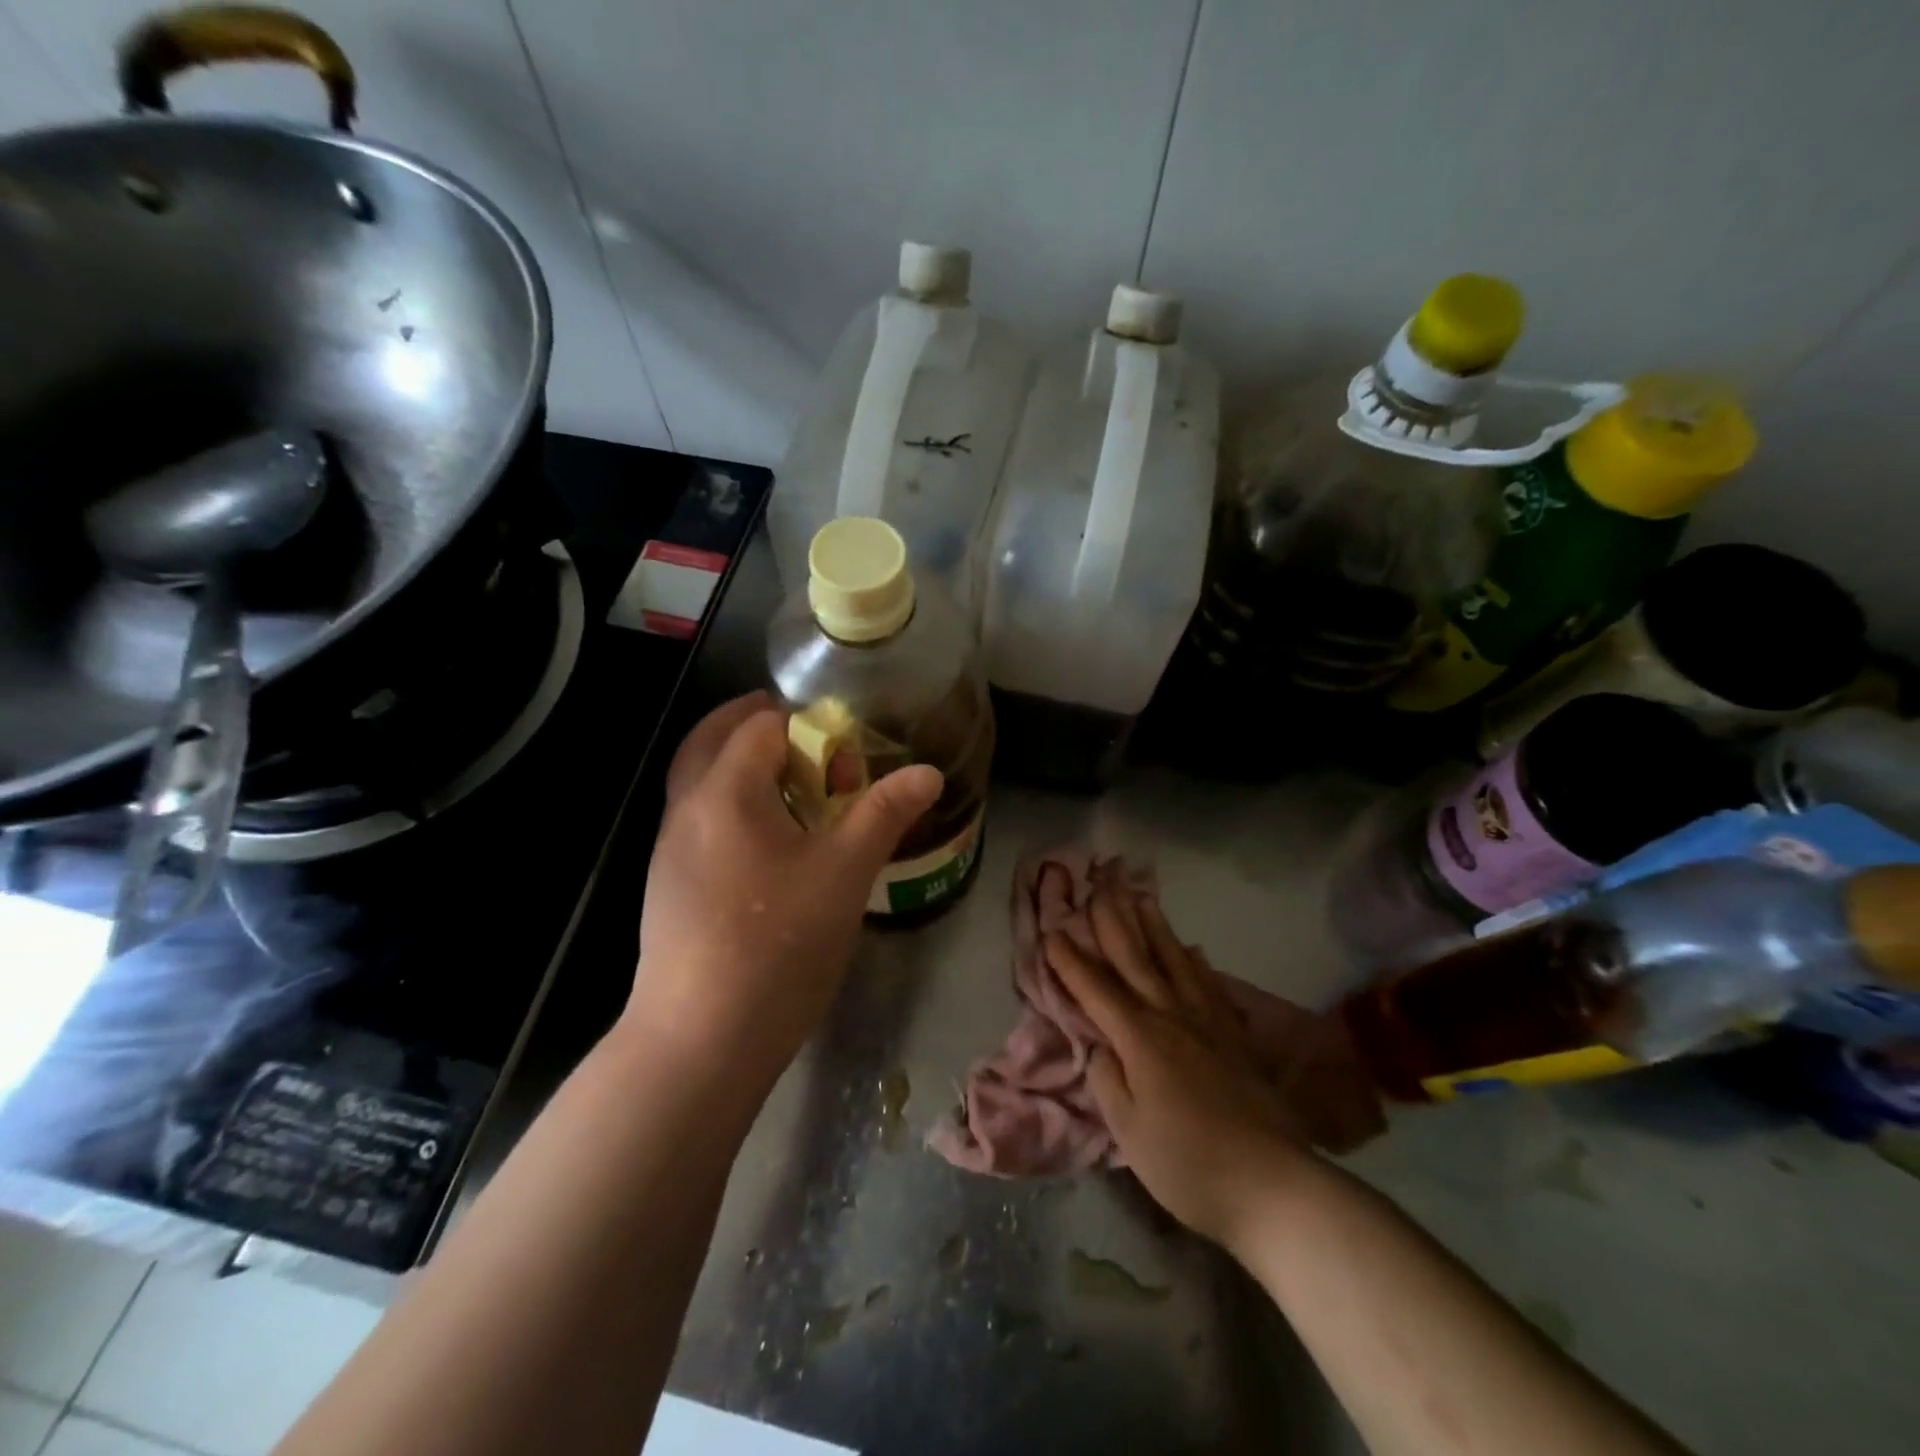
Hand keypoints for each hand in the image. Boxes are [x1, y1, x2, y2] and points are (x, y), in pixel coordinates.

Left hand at [627, 692, 942, 1097]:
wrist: (699, 1042)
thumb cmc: (777, 944)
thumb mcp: (845, 872)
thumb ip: (884, 812)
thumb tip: (928, 772)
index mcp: (724, 791)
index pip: (759, 725)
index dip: (805, 725)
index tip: (843, 752)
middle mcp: (685, 809)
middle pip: (710, 741)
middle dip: (755, 728)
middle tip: (802, 738)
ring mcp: (668, 851)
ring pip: (699, 783)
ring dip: (737, 767)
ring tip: (789, 788)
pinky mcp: (667, 888)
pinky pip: (697, 821)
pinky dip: (728, 806)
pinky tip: (764, 846)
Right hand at [1049, 876, 1316, 1253]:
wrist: (1273, 1184)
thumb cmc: (1188, 1164)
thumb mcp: (1129, 1131)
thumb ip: (1108, 1081)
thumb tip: (1101, 1046)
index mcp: (1140, 1038)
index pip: (1096, 990)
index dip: (1071, 961)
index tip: (1052, 932)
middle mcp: (1172, 1017)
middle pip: (1136, 960)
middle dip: (1113, 923)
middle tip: (1099, 888)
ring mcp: (1209, 1024)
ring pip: (1175, 962)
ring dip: (1155, 928)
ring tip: (1142, 898)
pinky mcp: (1236, 1038)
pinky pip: (1211, 987)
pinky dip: (1198, 964)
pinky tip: (1194, 951)